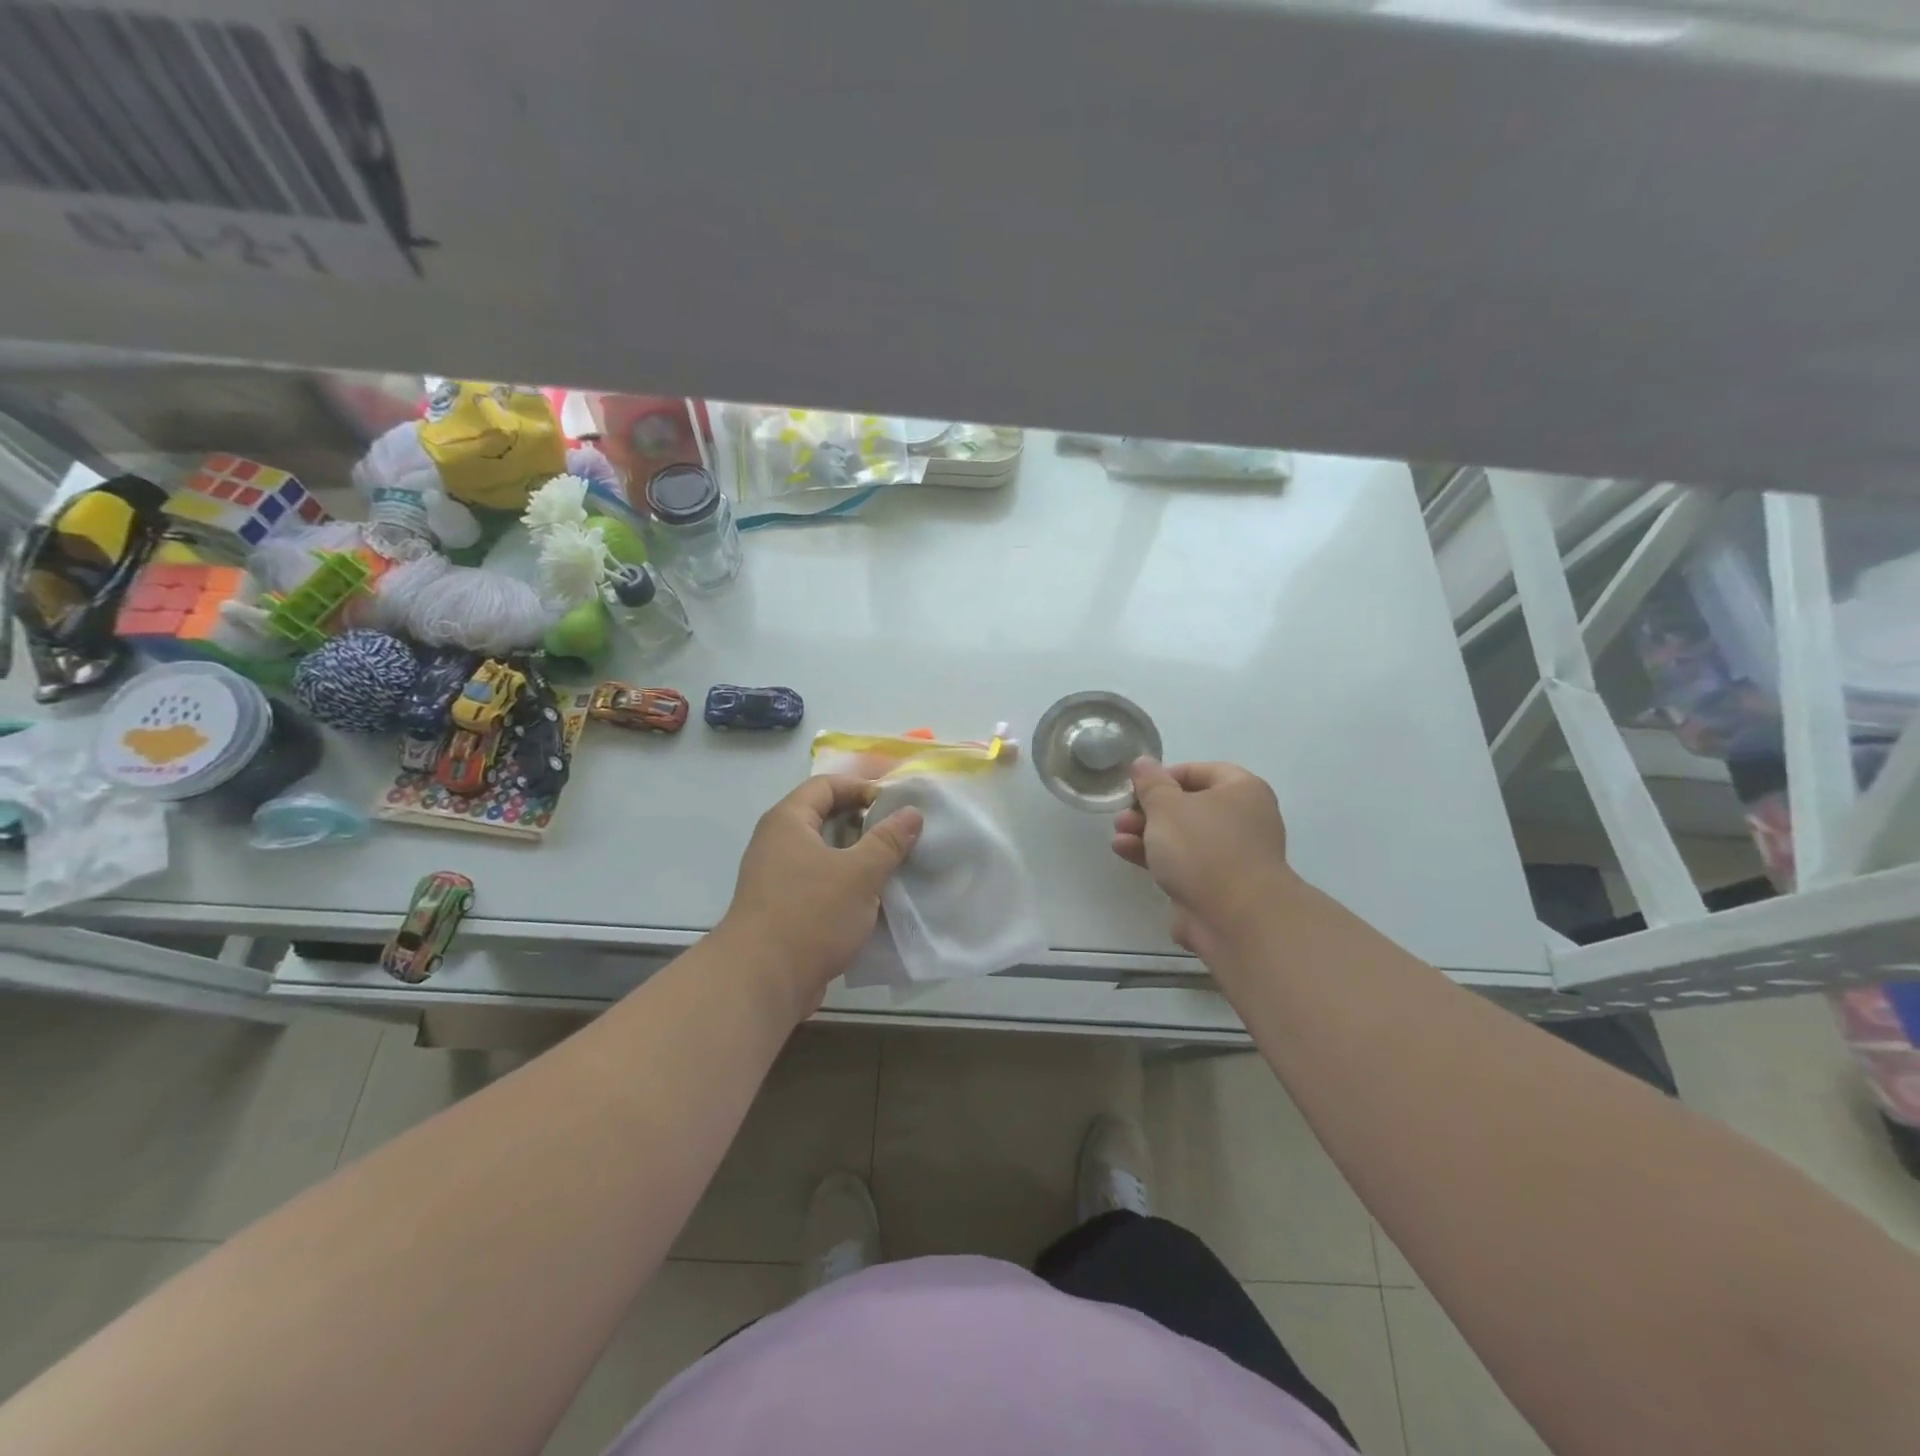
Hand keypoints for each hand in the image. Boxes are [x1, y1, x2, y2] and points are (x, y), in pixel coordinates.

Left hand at [720, 776, 923, 1017]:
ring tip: (893, 866)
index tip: (894, 804)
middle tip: (899, 834)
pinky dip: (845, 885)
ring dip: (857, 858)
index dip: (860, 788)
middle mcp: (776, 843)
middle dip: (863, 824)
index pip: (825, 785)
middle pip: (824, 818)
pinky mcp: (782, 910)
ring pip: (823, 855)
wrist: (762, 981)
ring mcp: (776, 878)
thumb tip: (912, 812)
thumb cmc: (811, 913)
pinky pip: (819, 884)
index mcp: (788, 822)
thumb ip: (888, 841)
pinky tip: (873, 900)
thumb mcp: (859, 873)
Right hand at [1111, 759, 1294, 960]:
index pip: (1200, 771)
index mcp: (1242, 790)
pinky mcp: (1218, 886)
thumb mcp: (1167, 806)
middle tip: (1122, 815)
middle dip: (1150, 810)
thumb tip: (1143, 762)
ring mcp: (1232, 856)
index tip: (1137, 787)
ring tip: (1117, 836)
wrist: (1236, 919)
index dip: (1165, 775)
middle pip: (1189, 805)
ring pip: (1183, 837)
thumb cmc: (1203, 848)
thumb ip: (1151, 783)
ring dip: (1147, 834)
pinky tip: (1125, 853)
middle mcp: (1243, 820)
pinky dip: (1157, 857)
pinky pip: (1184, 864)